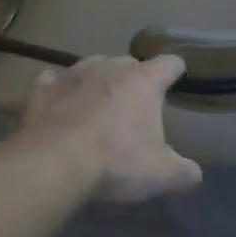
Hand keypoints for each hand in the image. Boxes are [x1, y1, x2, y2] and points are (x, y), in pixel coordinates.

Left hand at [19, 55, 203, 203]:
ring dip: (98, 78)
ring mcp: (72, 75)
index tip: (177, 75)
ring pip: (91, 65)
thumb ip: (184, 172)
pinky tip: (59, 99)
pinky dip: (59, 87)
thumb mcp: (161, 174)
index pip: (168, 64)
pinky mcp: (42, 89)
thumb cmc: (116, 162)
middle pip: (128, 62)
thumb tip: (193, 174)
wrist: (54, 164)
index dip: (175, 69)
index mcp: (143, 82)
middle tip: (135, 99)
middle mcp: (109, 69)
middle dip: (134, 76)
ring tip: (99, 97)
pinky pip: (53, 79)